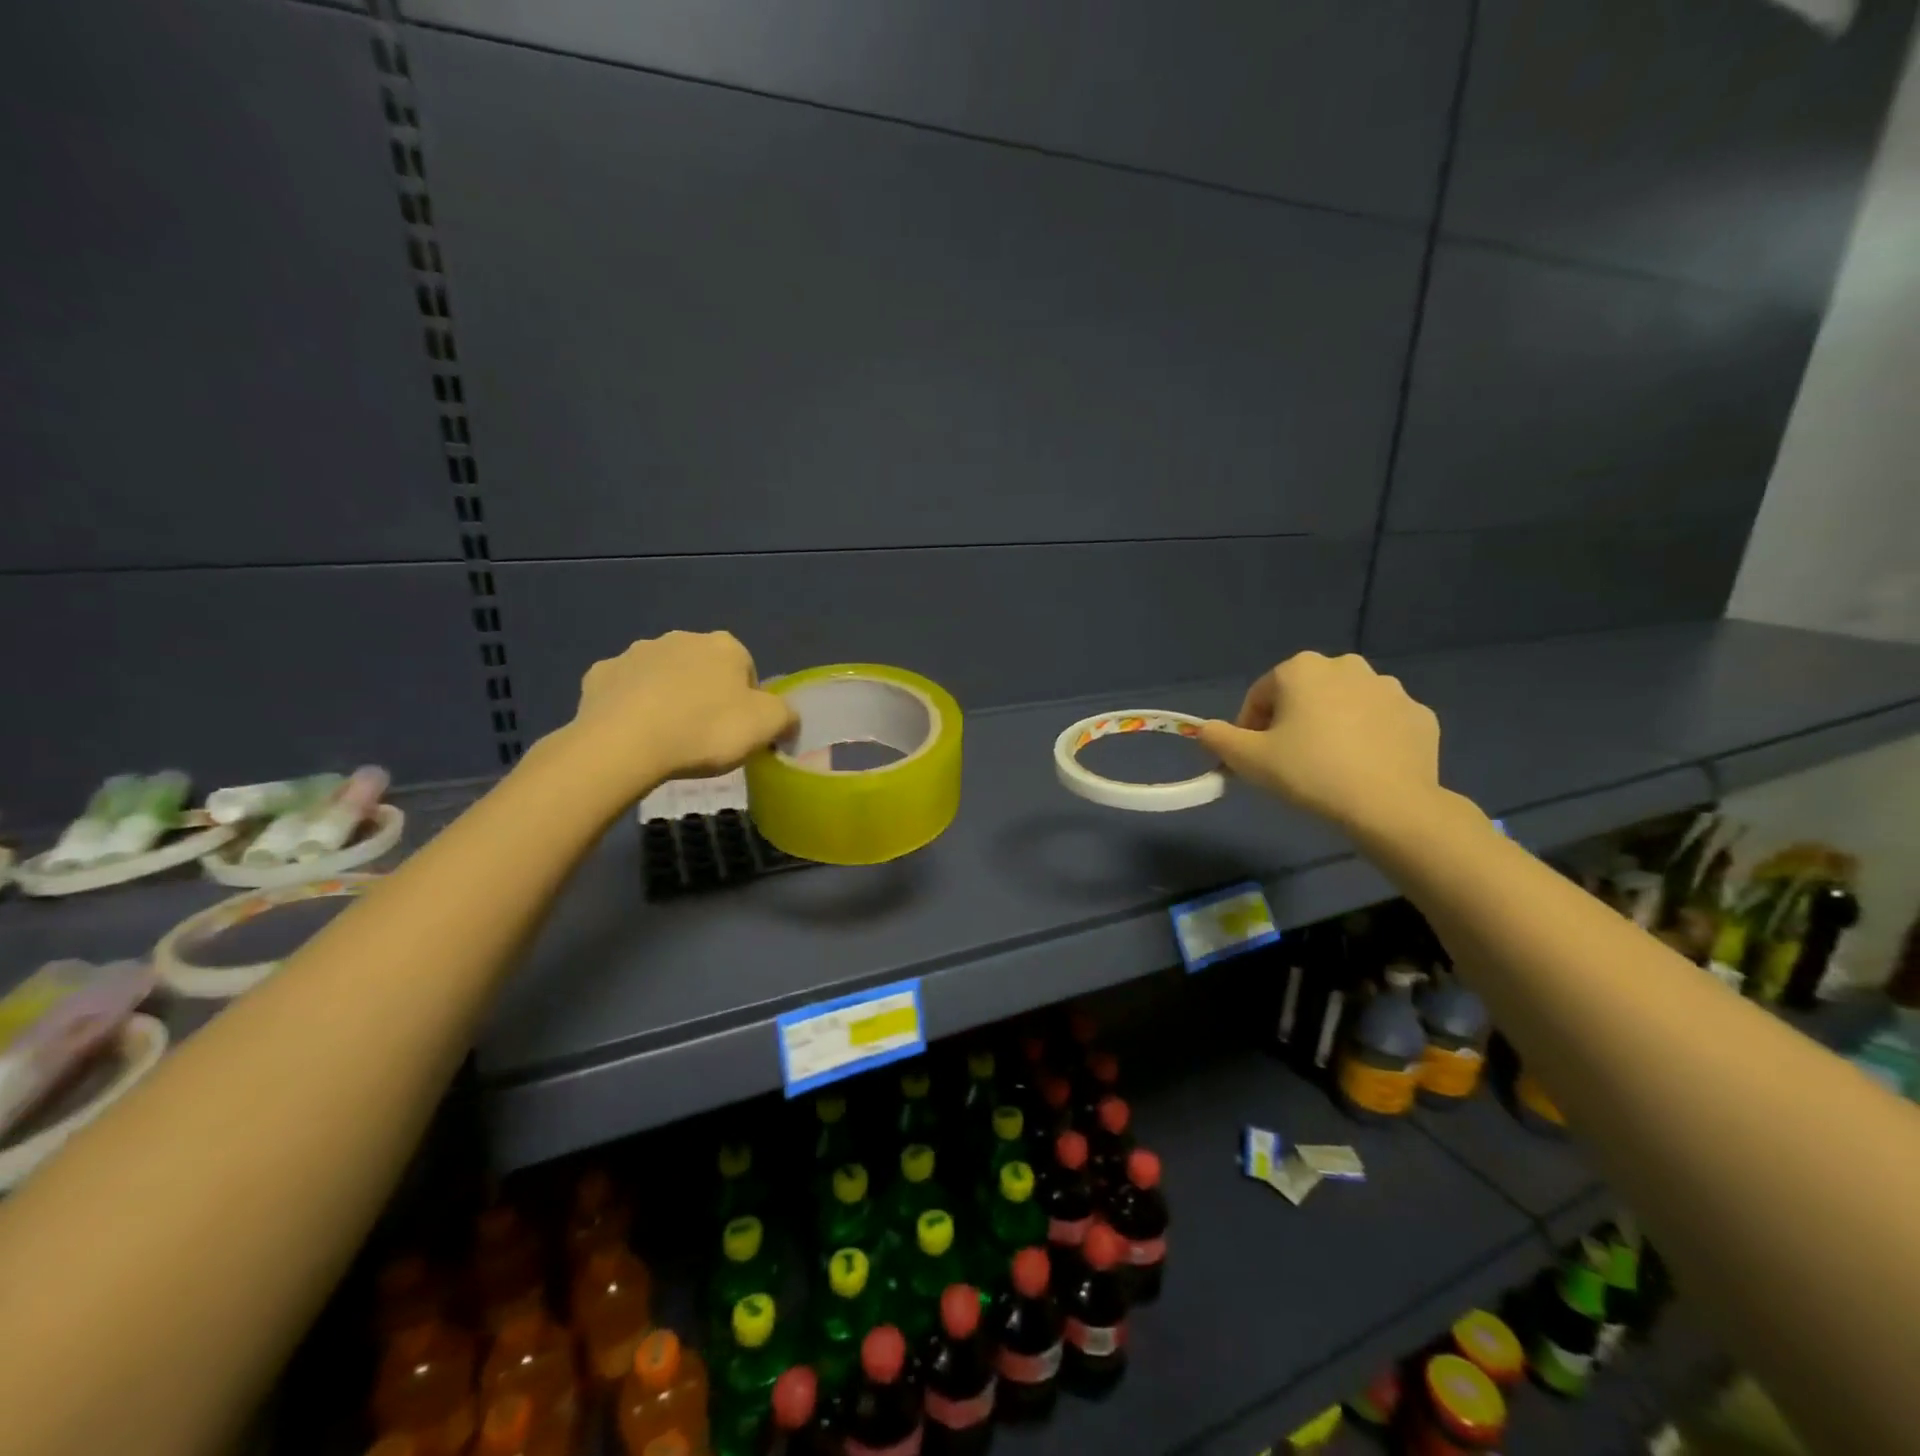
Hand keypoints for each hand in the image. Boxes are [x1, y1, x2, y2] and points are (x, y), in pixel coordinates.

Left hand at [558, 631, 795, 799]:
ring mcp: (636, 653)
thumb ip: (786, 716)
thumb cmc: (706, 730)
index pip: (746, 670)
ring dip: (667, 697)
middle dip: (705, 694)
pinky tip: (634, 733)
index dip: (746, 701)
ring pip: (662, 676)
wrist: (625, 743)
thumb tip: (786, 719)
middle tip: (705, 735)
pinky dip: (631, 706)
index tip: (739, 730)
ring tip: (667, 737)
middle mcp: (681, 638)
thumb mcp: (768, 726)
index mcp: (724, 646)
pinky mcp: (600, 674)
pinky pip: (624, 690)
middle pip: (703, 669)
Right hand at [1196, 652, 1441, 835]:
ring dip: (1331, 727)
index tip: (1253, 759)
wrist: (1389, 805)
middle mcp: (1347, 666)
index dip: (1249, 728)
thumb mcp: (1248, 759)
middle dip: (1292, 723)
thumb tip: (1205, 730)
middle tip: (1289, 762)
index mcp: (1302, 669)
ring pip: (1344, 706)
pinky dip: (1368, 739)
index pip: (1260, 695)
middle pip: (1303, 695)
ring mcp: (1390, 688)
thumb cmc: (1309, 772)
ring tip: (1328, 767)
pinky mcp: (1419, 715)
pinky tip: (1362, 769)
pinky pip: (1380, 723)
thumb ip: (1217, 738)